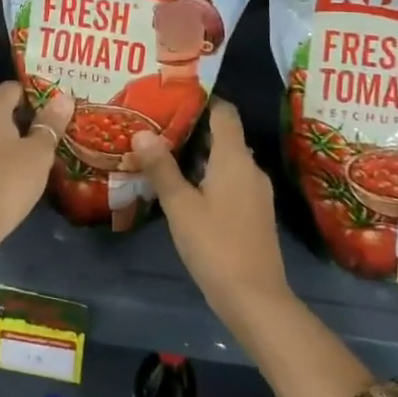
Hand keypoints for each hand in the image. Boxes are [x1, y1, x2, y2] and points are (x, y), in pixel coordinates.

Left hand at [0, 81, 69, 250]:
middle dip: (21, 120)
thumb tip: (63, 97)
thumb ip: (50, 124)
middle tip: (47, 134)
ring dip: (6, 143)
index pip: (11, 88)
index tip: (52, 107)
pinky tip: (9, 177)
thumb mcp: (38, 153)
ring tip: (31, 158)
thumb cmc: (6, 181)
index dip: (32, 94)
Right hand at [132, 100, 288, 325]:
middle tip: (157, 125)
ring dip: (199, 155)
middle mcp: (250, 168)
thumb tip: (142, 132)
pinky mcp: (254, 213)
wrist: (256, 299)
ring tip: (163, 154)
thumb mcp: (180, 206)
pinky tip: (184, 188)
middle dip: (193, 128)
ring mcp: (256, 192)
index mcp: (234, 158)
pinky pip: (230, 181)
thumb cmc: (216, 245)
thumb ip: (161, 167)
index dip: (202, 100)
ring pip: (226, 160)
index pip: (224, 112)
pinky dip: (208, 177)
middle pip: (224, 135)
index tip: (172, 97)